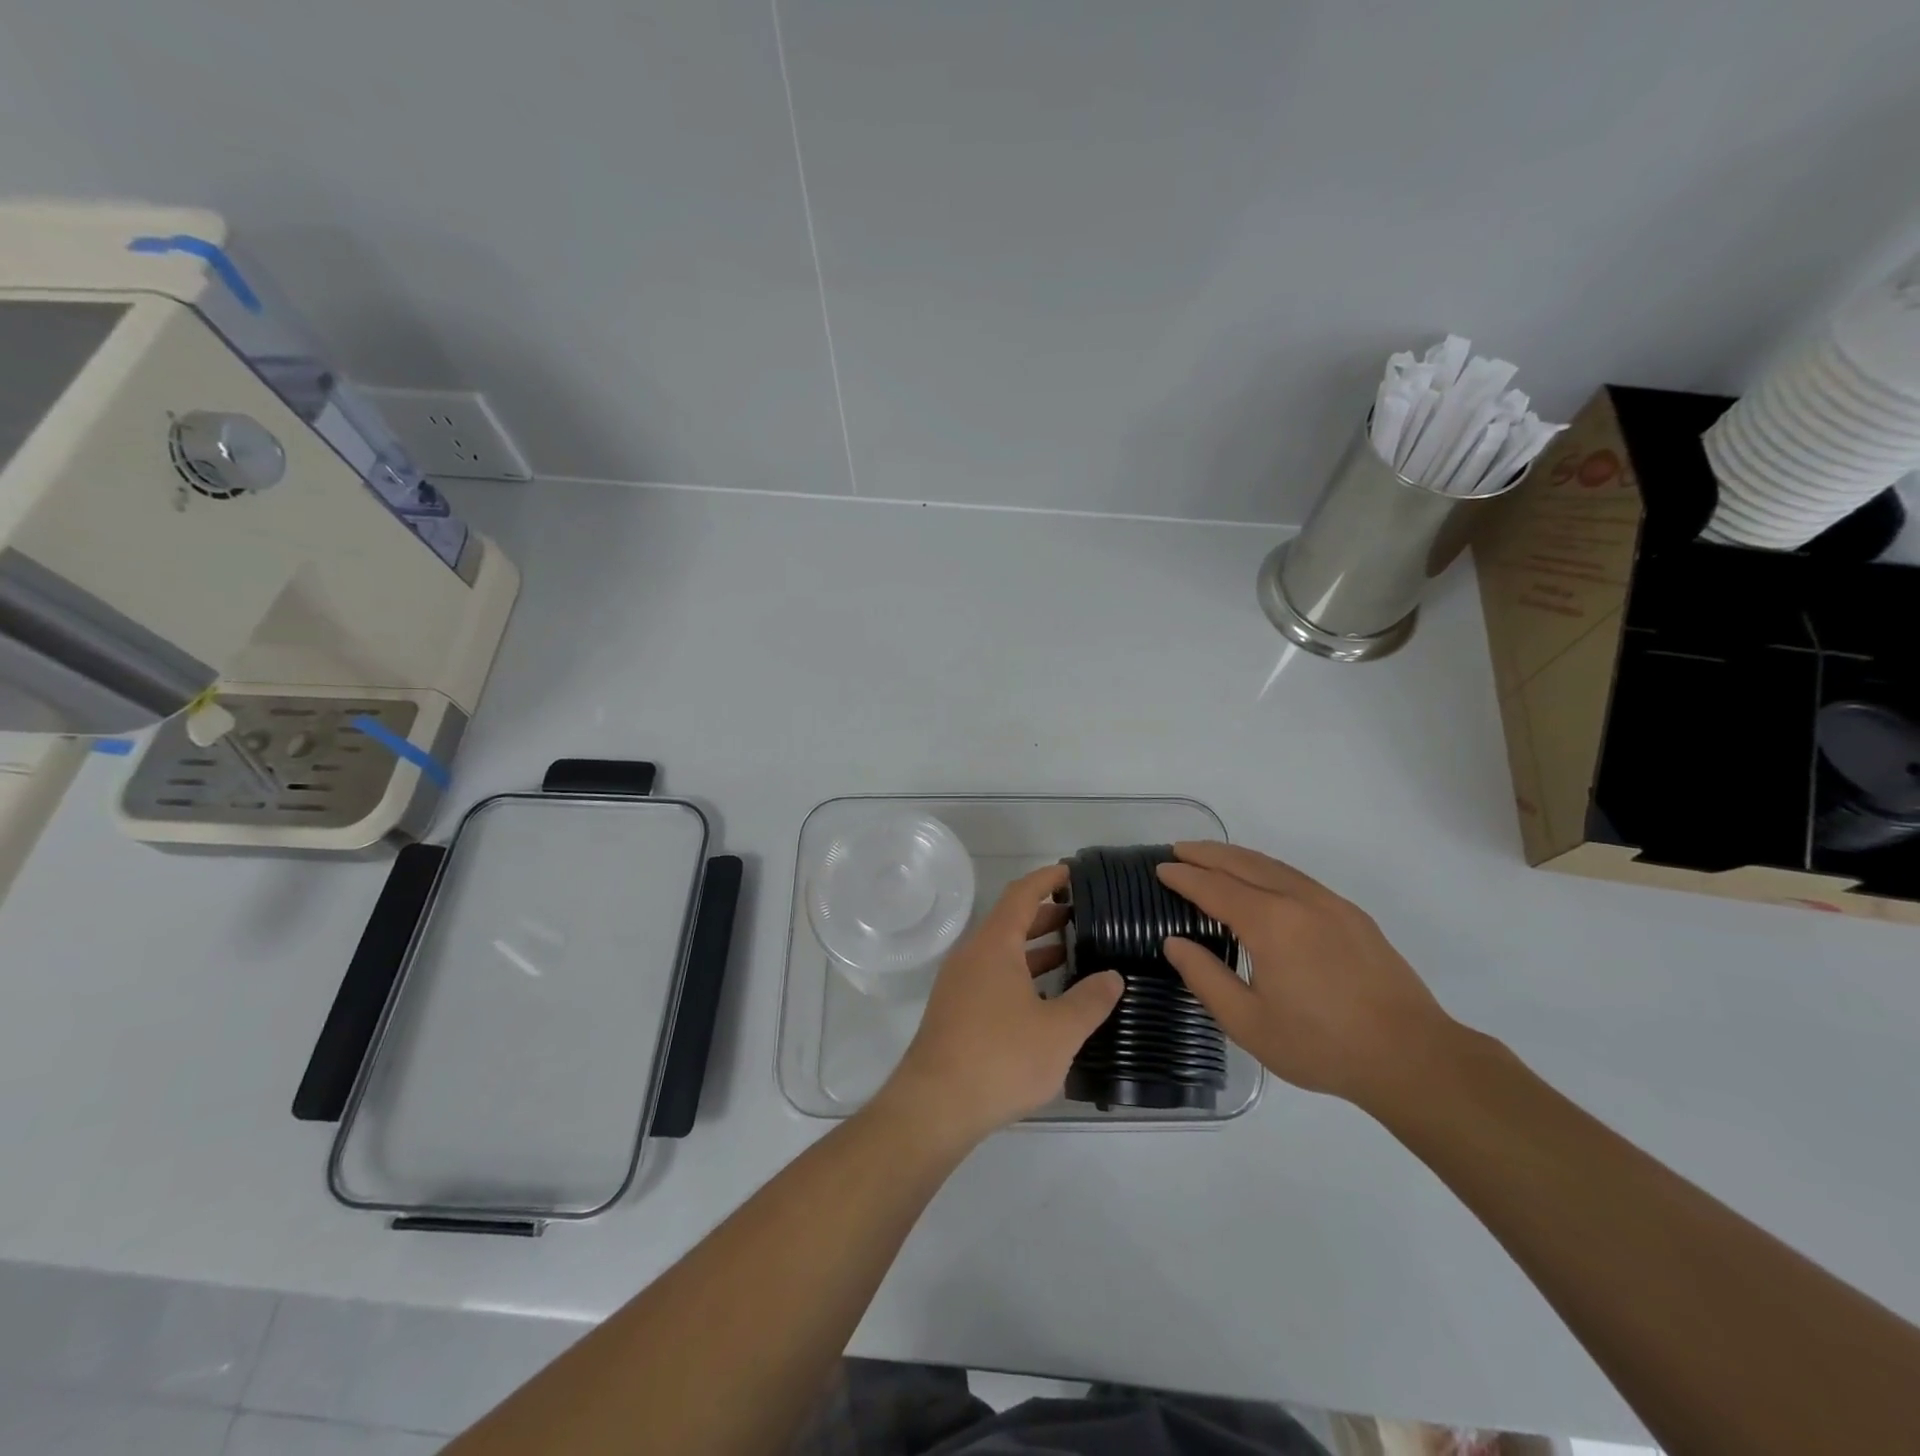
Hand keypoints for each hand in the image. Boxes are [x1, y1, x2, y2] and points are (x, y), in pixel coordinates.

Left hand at [881, 864, 1123, 1144]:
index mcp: (994, 945)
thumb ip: (1090, 1000)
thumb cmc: (1001, 1058)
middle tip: (1083, 917)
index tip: (1072, 873)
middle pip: (1011, 922)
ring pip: (1002, 953)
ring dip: (1035, 949)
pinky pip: (993, 977)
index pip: (1022, 894)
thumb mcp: (1059, 1031)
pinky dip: (1021, 975)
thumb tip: (1113, 977)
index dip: (1047, 879)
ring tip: (1072, 953)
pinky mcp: (955, 1011)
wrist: (936, 1105)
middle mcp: (972, 955)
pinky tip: (1046, 998)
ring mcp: (959, 984)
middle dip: (1046, 916)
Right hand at [1156, 842, 1458, 1108]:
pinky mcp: (1352, 915)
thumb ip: (1205, 978)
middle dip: (1207, 853)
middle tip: (1179, 849)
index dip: (1184, 877)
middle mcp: (1298, 900)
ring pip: (1273, 865)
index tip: (1161, 868)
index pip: (1214, 887)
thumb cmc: (1321, 1045)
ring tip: (1212, 858)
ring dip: (1237, 857)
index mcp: (1270, 923)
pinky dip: (1267, 869)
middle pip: (1243, 863)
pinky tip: (1261, 882)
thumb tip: (1174, 943)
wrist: (1411, 1057)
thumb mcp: (1248, 1022)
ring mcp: (1330, 903)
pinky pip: (1297, 878)